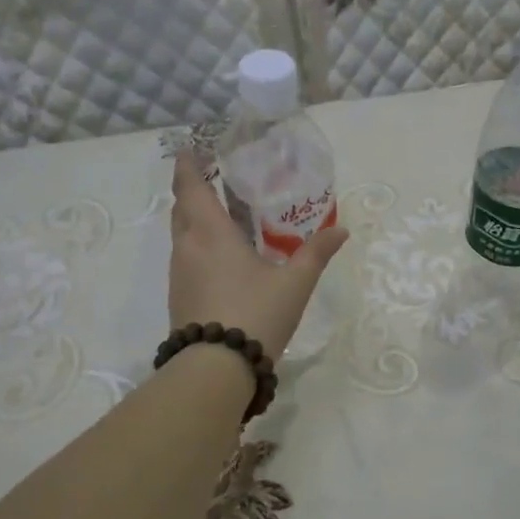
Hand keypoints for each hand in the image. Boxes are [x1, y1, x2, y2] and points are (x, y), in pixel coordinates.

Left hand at [168, 153, 348, 358]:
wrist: (215, 369)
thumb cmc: (256, 314)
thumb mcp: (295, 283)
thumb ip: (316, 253)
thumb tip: (341, 231)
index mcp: (210, 233)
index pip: (190, 186)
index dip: (188, 165)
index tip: (191, 149)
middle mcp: (187, 247)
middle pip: (182, 208)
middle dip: (192, 190)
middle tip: (214, 180)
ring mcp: (179, 274)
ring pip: (182, 235)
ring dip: (195, 220)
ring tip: (223, 218)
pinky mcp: (178, 298)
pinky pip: (185, 258)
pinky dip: (198, 246)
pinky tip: (221, 259)